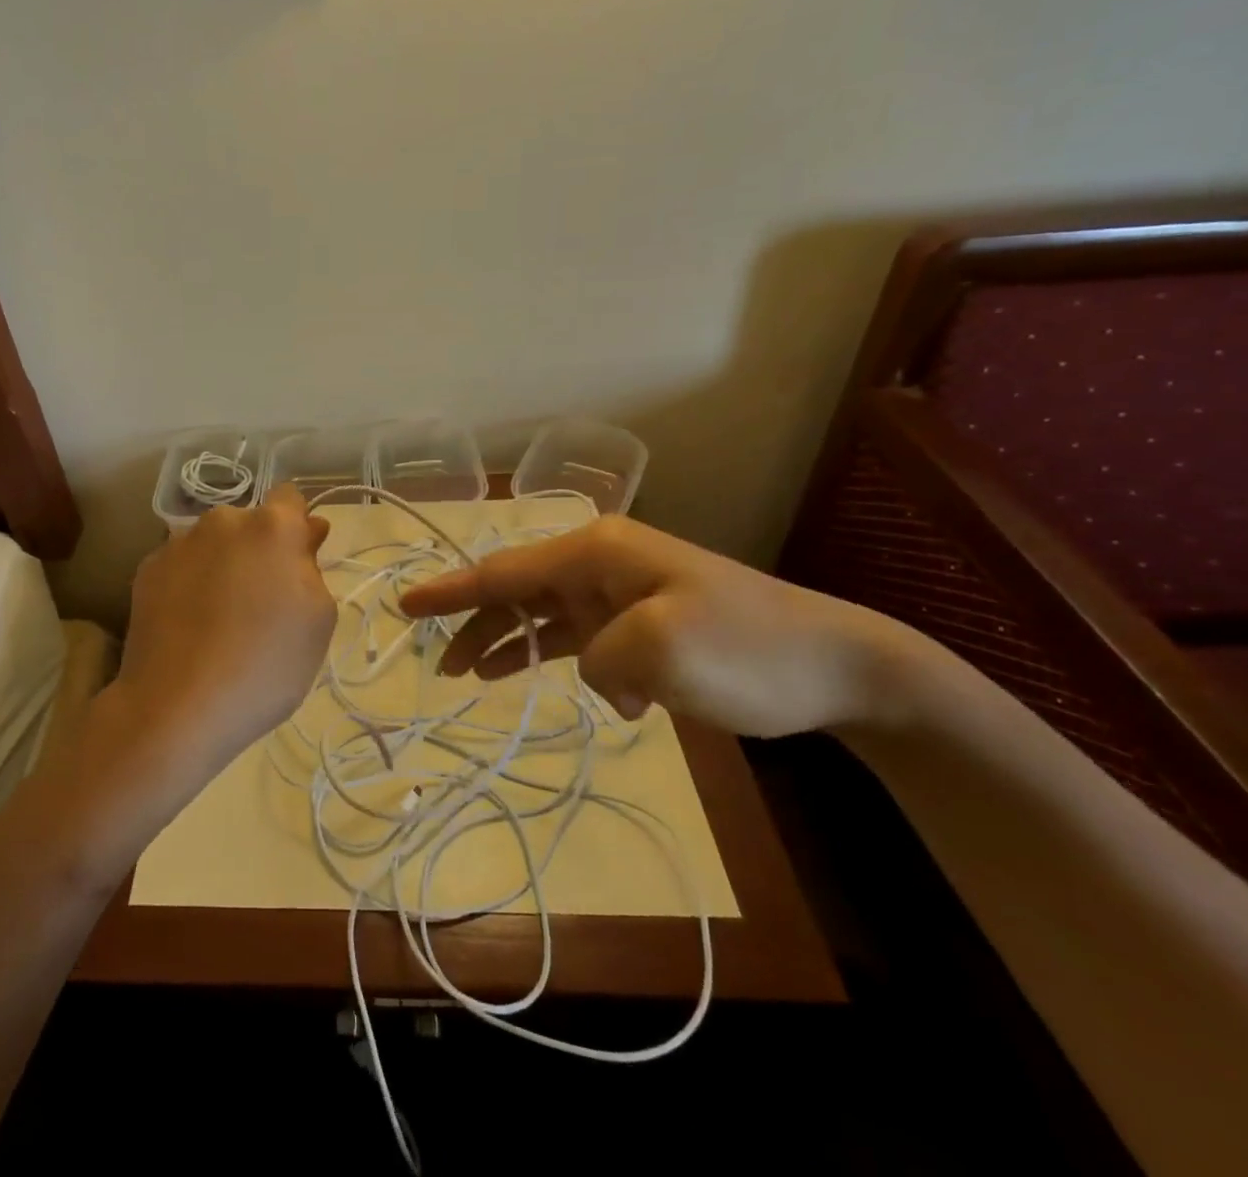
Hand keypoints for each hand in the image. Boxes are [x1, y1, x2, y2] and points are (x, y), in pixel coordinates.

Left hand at [102, 484, 336, 788]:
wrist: (175, 707)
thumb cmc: (264, 665)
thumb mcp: (318, 620)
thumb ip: (313, 565)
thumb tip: (305, 533)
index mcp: (271, 526)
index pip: (291, 498)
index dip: (298, 528)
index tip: (299, 563)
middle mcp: (221, 521)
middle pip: (249, 523)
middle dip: (258, 549)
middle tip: (261, 600)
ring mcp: (178, 544)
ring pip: (213, 544)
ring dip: (222, 564)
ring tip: (219, 617)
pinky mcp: (146, 570)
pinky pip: (181, 565)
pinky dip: (189, 583)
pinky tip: (189, 625)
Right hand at [398, 515, 930, 738]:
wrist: (841, 667)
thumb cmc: (747, 650)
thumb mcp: (660, 651)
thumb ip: (596, 657)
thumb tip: (591, 669)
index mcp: (597, 552)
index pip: (504, 570)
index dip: (450, 590)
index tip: (406, 604)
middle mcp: (601, 563)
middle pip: (516, 590)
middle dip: (474, 624)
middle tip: (438, 664)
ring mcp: (622, 592)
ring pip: (543, 614)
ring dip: (508, 643)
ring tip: (469, 675)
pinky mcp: (642, 623)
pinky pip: (580, 638)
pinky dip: (562, 661)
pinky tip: (573, 693)